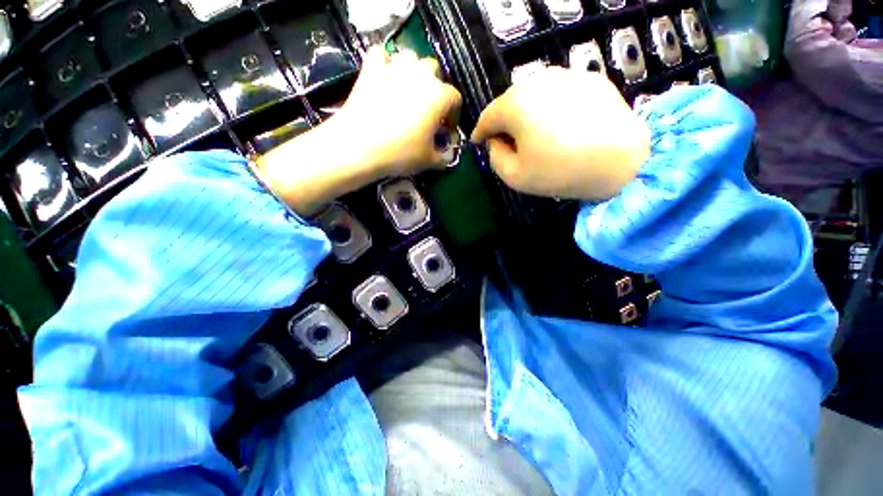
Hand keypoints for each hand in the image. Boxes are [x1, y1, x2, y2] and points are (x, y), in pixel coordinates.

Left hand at [335, 47, 462, 175]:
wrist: (361, 146)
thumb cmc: (401, 153)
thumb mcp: (428, 160)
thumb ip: (443, 156)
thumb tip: (447, 156)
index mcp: (439, 96)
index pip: (455, 99)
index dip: (454, 115)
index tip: (447, 129)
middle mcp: (421, 75)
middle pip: (434, 71)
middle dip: (435, 88)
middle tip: (428, 109)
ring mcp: (394, 67)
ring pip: (410, 58)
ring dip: (413, 71)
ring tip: (408, 90)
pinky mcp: (371, 69)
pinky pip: (381, 55)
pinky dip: (385, 63)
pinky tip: (384, 77)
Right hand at [471, 67, 649, 200]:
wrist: (621, 161)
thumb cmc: (559, 171)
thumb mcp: (514, 176)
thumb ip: (495, 157)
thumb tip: (495, 142)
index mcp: (515, 105)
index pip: (487, 116)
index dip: (480, 132)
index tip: (478, 142)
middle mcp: (538, 81)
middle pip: (510, 102)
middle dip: (504, 122)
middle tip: (507, 141)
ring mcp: (567, 76)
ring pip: (534, 95)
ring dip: (527, 113)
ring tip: (533, 134)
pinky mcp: (590, 80)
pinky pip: (559, 93)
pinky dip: (551, 108)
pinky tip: (560, 126)